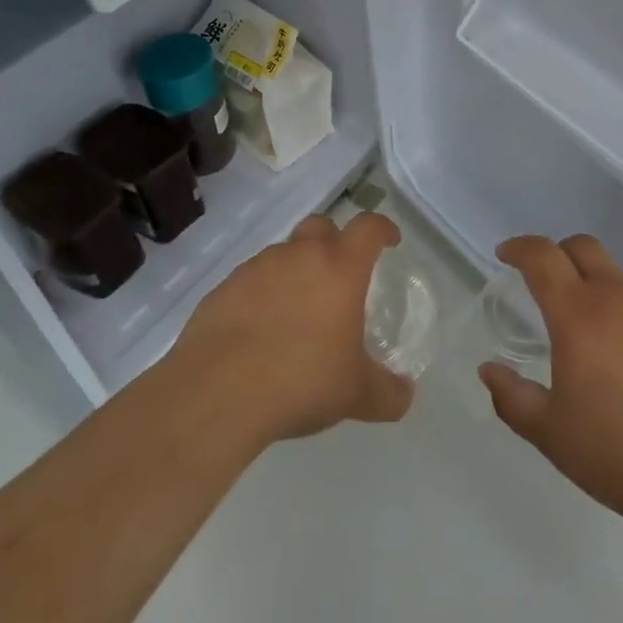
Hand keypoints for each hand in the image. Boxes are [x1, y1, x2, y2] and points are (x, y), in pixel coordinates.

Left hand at [172, 212, 414, 444]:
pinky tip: (258, 332)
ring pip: (283, 254)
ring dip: (295, 271)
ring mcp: (257, 268)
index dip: (382, 229)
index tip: (389, 240)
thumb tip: (405, 396)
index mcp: (340, 267)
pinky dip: (261, 296)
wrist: (216, 393)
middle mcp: (299, 256)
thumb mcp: (355, 394)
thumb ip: (387, 393)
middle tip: (339, 275)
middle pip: (321, 226)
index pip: (368, 228)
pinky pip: (251, 281)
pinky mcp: (223, 289)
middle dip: (334, 241)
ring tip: (296, 313)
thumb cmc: (301, 380)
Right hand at [479, 235, 622, 533]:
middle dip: (558, 254)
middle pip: (584, 248)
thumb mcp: (551, 434)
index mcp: (579, 315)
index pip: (543, 257)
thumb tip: (489, 369)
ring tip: (595, 333)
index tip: (506, 255)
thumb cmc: (619, 455)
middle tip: (547, 283)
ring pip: (621, 277)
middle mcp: (620, 298)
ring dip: (599, 288)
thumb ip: (512, 396)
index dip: (520, 248)